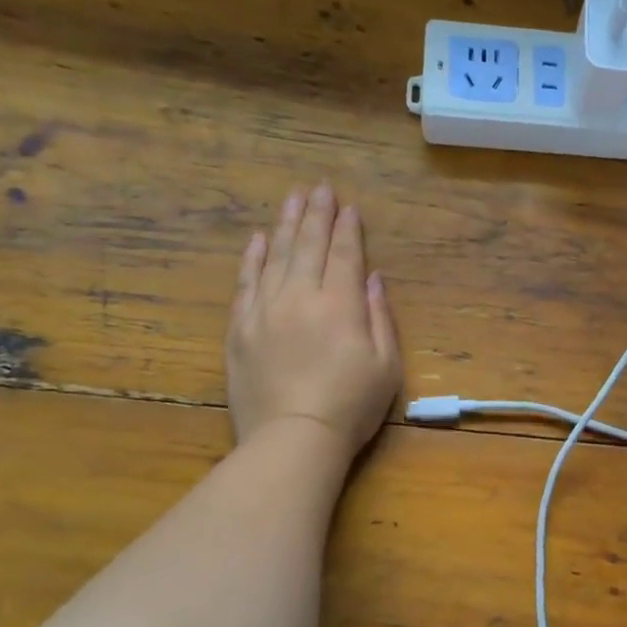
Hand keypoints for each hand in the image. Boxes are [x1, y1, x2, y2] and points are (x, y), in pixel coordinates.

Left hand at [227, 183, 402, 456]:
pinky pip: (245, 282)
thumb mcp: (386, 366)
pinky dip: (252, 257)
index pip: (344, 254)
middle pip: (308, 245)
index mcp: (341, 305)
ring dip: (284, 224)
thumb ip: (380, 317)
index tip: (347, 205)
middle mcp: (301, 297)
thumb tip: (373, 278)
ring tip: (291, 198)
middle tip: (319, 187)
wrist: (292, 439)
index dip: (347, 228)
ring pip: (274, 256)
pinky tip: (257, 239)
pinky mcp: (240, 329)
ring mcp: (265, 310)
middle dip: (316, 213)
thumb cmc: (350, 407)